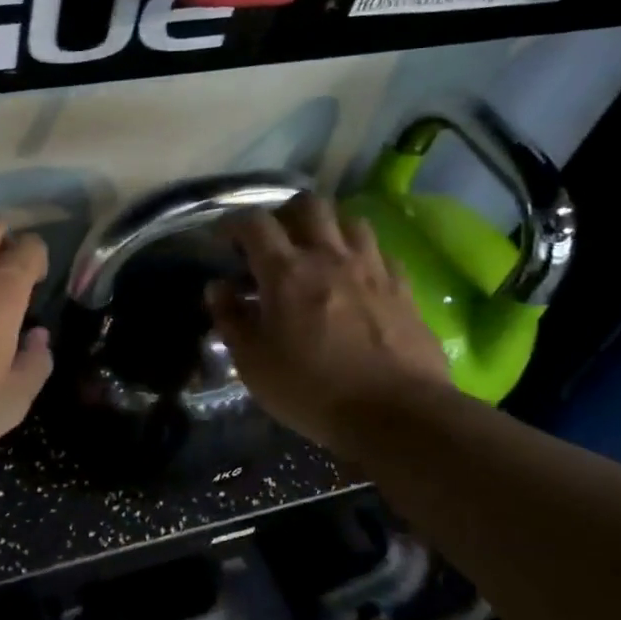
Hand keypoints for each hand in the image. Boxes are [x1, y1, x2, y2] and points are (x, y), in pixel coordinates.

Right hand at [208, 194, 452, 454]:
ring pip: (350, 220)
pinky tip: (357, 279)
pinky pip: (381, 253)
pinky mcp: (403, 288)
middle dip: (286, 214)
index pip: (255, 223)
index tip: (224, 239)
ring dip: (329, 229)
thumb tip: (217, 287)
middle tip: (276, 240)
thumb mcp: (253, 363)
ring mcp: (372, 269)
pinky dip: (363, 256)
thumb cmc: (311, 390)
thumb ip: (231, 319)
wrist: (396, 414)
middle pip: (308, 205)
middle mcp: (329, 257)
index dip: (234, 223)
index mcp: (286, 272)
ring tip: (318, 254)